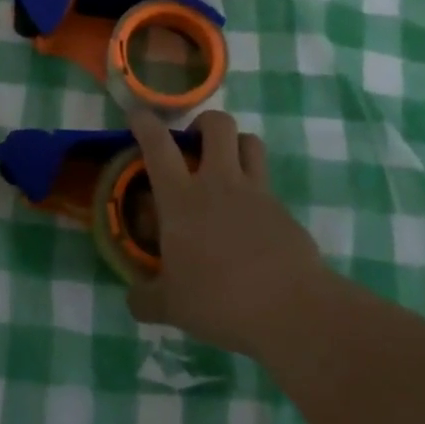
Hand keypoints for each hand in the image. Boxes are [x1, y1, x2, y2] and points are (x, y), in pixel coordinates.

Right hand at [125, 108, 328, 356]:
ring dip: (235, 144)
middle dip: (203, 122)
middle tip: (193, 143)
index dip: (146, 124)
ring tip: (225, 164)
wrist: (290, 308)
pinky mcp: (284, 210)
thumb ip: (146, 299)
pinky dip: (255, 189)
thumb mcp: (170, 307)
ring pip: (250, 142)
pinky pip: (267, 184)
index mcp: (182, 199)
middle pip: (217, 125)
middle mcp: (219, 183)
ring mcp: (256, 193)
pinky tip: (249, 219)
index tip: (138, 114)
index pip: (159, 146)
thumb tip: (134, 299)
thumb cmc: (219, 300)